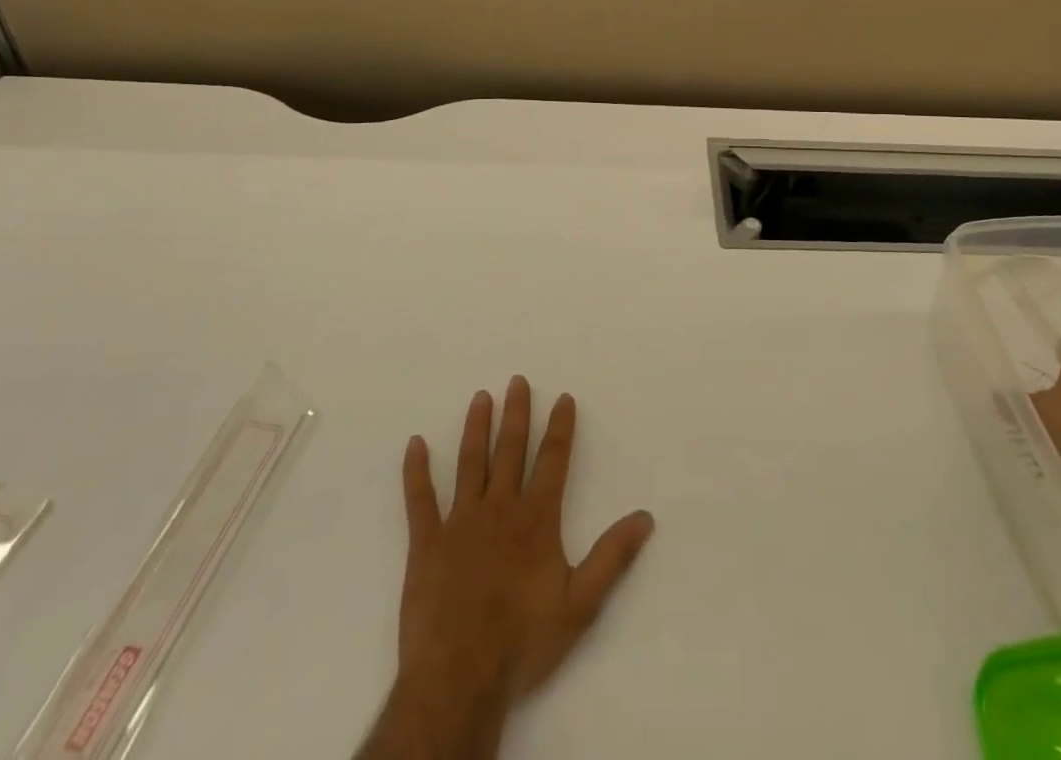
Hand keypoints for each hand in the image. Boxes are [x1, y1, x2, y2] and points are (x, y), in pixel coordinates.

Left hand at [397, 376, 655, 708]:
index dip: (561, 427)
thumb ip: (612, 556)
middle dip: (517, 413)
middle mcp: (500, 508)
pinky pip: (419, 500)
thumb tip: (645, 517)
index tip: (564, 397)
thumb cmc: (523, 641)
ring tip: (481, 397)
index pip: (553, 460)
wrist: (459, 679)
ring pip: (470, 463)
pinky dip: (416, 471)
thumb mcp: (581, 604)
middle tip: (517, 380)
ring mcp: (460, 522)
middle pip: (511, 450)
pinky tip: (415, 443)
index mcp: (536, 518)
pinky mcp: (426, 543)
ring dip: (477, 428)